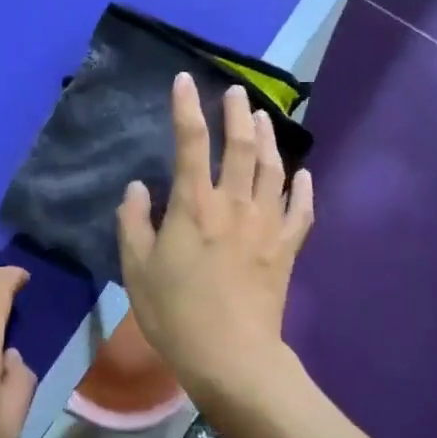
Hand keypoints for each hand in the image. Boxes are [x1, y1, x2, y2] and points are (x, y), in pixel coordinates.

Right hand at [117, 75, 314, 398]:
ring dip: (268, 139)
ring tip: (263, 118)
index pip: (190, 142)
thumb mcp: (136, 268)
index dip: (186, 107)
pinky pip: (301, 209)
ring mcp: (266, 223)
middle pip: (240, 146)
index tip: (185, 80)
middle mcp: (234, 203)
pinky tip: (303, 173)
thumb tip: (139, 187)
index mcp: (194, 204)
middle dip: (237, 113)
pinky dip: (303, 188)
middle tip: (237, 91)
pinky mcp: (287, 247)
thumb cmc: (176, 312)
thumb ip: (133, 222)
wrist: (232, 357)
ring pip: (272, 168)